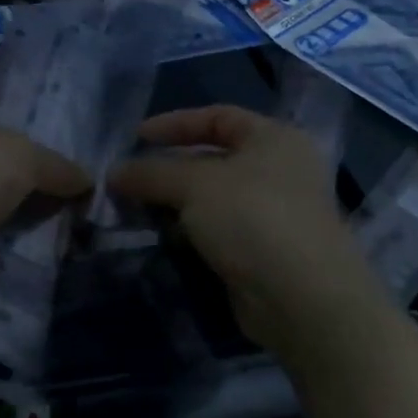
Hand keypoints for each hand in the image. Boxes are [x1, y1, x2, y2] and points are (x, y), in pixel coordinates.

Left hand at [0, 94, 91, 293]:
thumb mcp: (25, 156)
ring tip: (72, 221)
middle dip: (34, 177)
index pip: (1, 114)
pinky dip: (10, 238)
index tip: (68, 151)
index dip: (34, 130)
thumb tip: (88, 181)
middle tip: (78, 191)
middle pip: (0, 159)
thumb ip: (59, 166)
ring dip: (24, 211)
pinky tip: (45, 246)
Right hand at [110, 105, 370, 352]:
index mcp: (275, 139)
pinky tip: (163, 238)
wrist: (304, 300)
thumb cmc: (253, 218)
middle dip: (169, 169)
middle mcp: (280, 171)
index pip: (218, 117)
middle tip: (128, 179)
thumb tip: (113, 172)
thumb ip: (151, 173)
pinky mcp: (266, 253)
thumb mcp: (194, 184)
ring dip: (175, 203)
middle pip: (213, 159)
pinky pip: (220, 230)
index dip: (175, 124)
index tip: (136, 137)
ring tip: (135, 210)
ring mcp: (276, 214)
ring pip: (214, 198)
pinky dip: (191, 231)